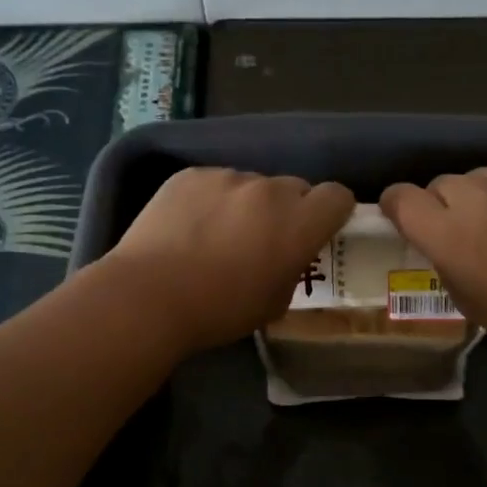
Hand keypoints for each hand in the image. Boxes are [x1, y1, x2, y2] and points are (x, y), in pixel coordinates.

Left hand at [107, 167, 354, 352]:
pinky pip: (214, 182)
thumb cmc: (219, 311)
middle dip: (288, 210)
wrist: (149, 296)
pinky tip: (188, 228)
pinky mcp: (189, 175)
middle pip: (294, 188)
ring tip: (217, 235)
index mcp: (298, 223)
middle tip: (264, 240)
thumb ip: (292, 269)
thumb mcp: (274, 303)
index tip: (317, 231)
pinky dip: (210, 200)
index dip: (331, 213)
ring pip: (251, 185)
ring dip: (246, 204)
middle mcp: (268, 190)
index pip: (337, 196)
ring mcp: (226, 177)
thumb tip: (286, 256)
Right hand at [380, 168, 486, 369]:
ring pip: (482, 177)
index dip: (398, 206)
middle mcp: (479, 198)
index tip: (406, 218)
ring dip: (482, 197)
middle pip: (441, 183)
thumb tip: (440, 240)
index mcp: (450, 234)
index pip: (401, 197)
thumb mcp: (468, 302)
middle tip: (465, 230)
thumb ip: (444, 261)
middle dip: (444, 204)